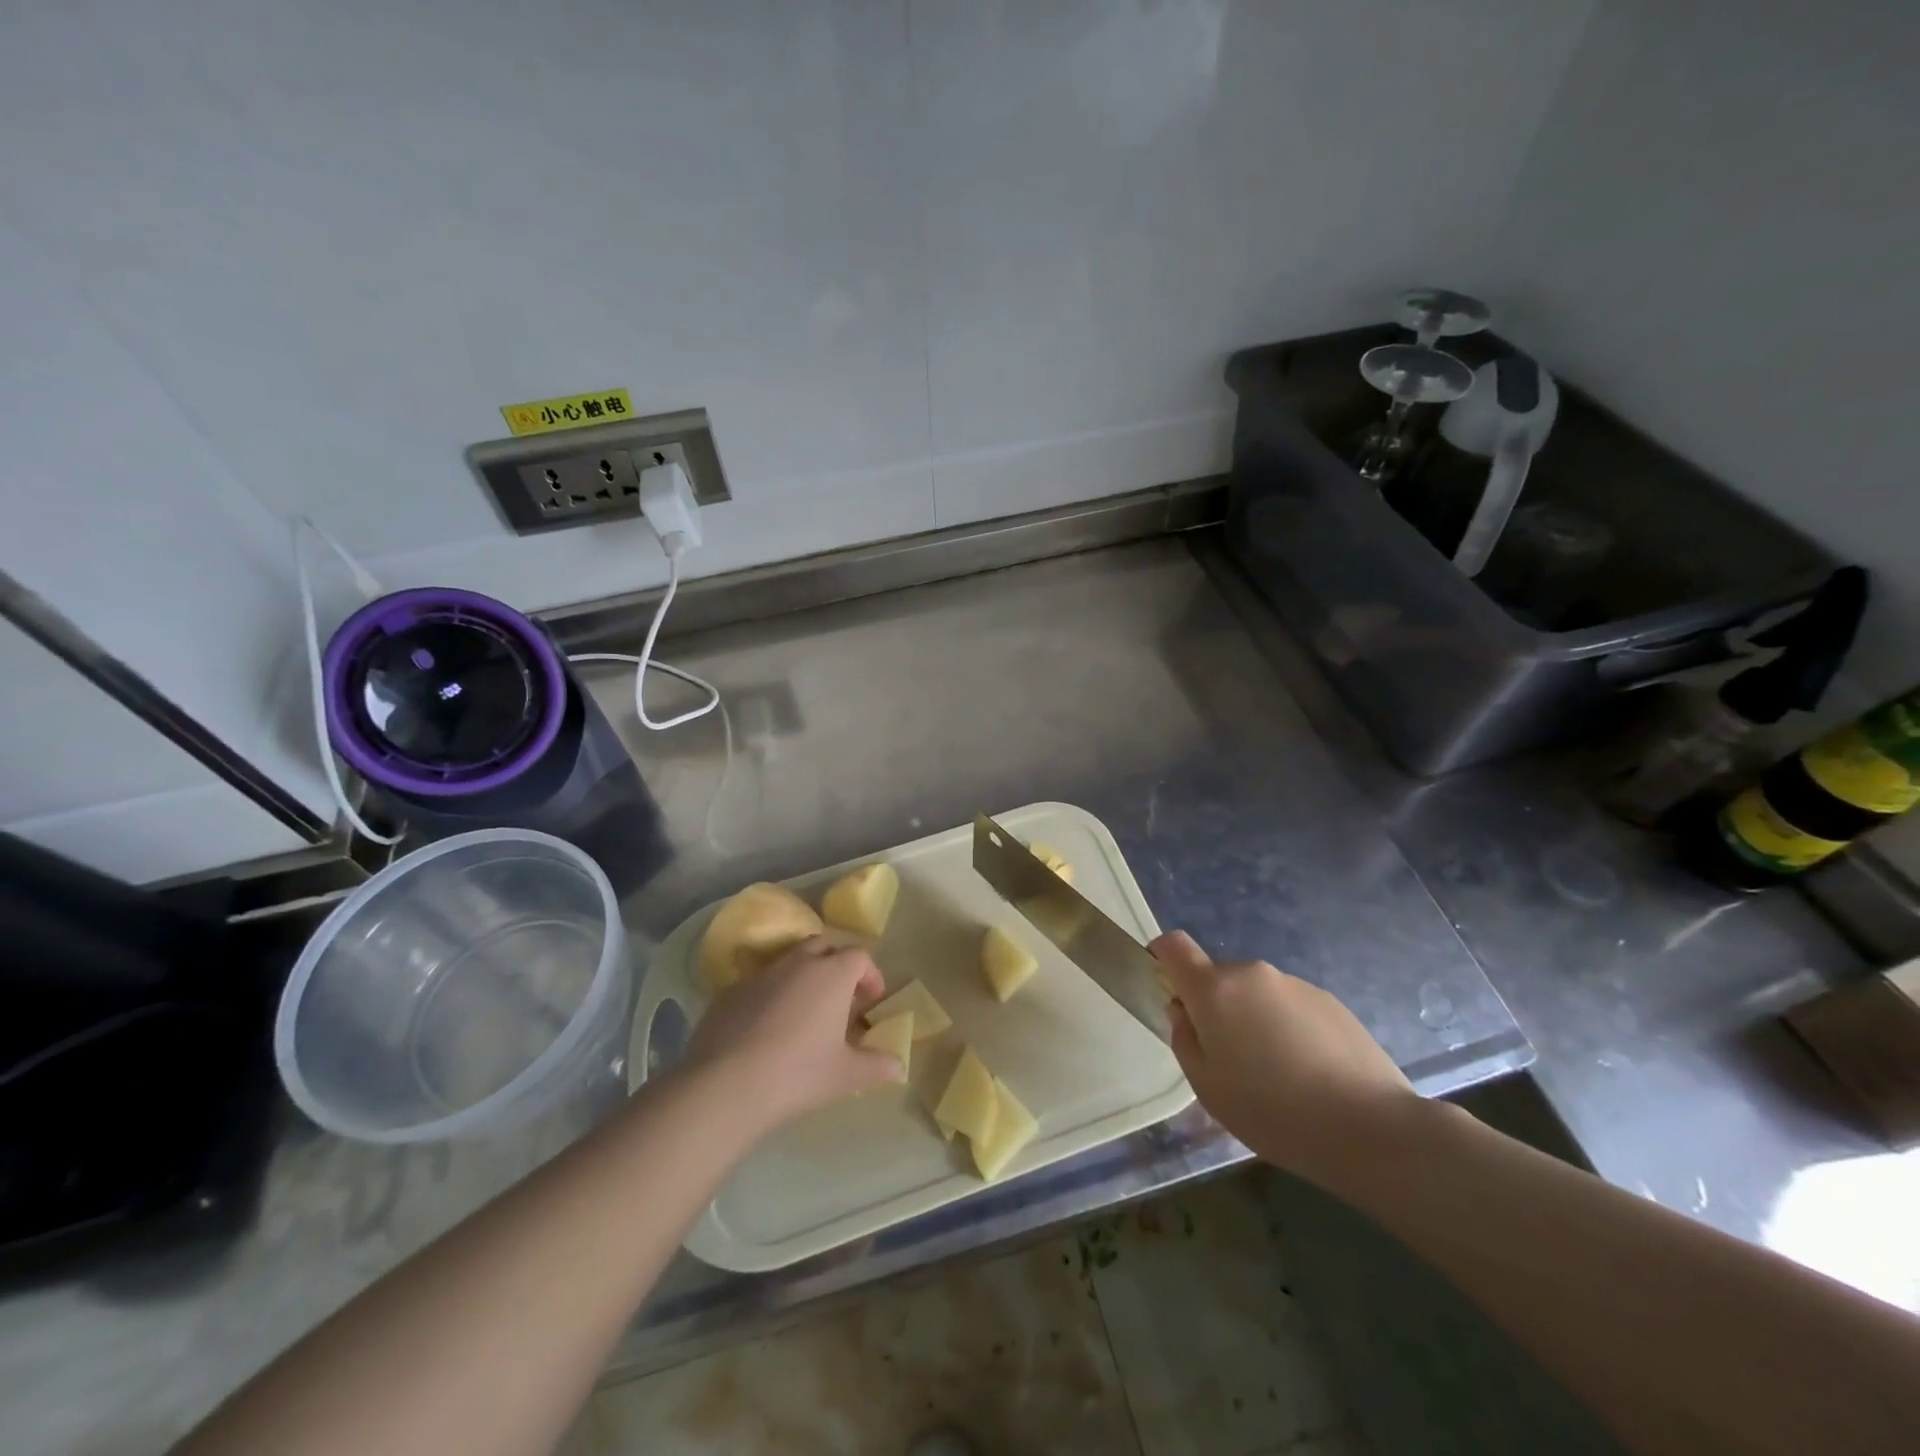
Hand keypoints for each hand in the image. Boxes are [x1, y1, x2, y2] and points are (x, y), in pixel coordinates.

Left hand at [680, 937, 902, 1135]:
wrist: (725, 1084)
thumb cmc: (798, 1073)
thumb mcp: (846, 1075)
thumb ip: (877, 1066)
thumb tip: (898, 1065)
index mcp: (832, 974)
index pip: (859, 956)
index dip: (870, 975)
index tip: (871, 1001)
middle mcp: (797, 963)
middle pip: (823, 947)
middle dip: (835, 966)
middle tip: (839, 999)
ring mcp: (760, 974)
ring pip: (788, 961)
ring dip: (802, 977)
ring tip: (803, 1013)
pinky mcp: (730, 991)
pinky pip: (758, 983)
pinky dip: (770, 995)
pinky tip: (766, 1029)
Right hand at [1151, 930, 1415, 1183]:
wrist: (1369, 1128)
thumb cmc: (1272, 1111)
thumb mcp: (1207, 1087)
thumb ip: (1185, 1039)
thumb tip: (1184, 1011)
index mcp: (1214, 989)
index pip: (1174, 946)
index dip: (1162, 958)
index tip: (1167, 988)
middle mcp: (1252, 974)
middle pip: (1218, 977)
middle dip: (1215, 1007)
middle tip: (1231, 1059)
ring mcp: (1295, 984)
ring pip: (1257, 994)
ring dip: (1254, 1020)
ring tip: (1279, 1075)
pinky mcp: (1331, 1002)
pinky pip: (1291, 1007)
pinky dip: (1289, 1030)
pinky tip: (1310, 1074)